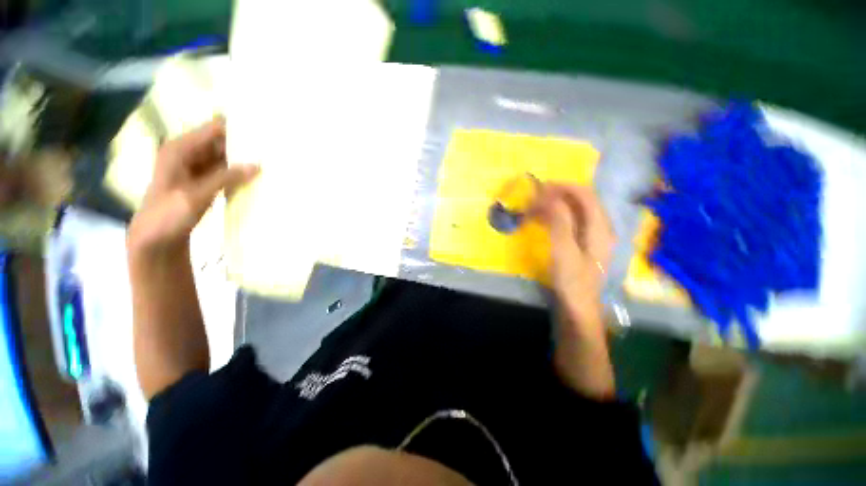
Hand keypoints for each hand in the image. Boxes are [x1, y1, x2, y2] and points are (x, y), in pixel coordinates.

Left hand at [128, 117, 258, 253]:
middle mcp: (187, 153)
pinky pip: (224, 172)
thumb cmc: (168, 214)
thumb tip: (257, 165)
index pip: (213, 130)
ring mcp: (195, 168)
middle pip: (220, 142)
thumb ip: (226, 178)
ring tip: (268, 160)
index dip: (236, 128)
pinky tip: (255, 176)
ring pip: (224, 157)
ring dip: (242, 160)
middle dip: (243, 144)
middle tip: (271, 148)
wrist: (155, 239)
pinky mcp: (203, 182)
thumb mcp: (197, 194)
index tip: (262, 131)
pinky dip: (238, 173)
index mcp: (180, 149)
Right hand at [535, 184, 616, 398]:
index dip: (563, 187)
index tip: (539, 188)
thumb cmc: (572, 283)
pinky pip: (568, 223)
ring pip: (573, 212)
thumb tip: (551, 196)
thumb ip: (560, 222)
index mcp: (600, 227)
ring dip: (553, 206)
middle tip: (532, 199)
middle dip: (556, 195)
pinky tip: (540, 221)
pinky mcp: (580, 245)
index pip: (585, 195)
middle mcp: (599, 228)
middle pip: (580, 201)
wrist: (578, 311)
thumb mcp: (564, 251)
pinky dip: (553, 218)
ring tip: (532, 208)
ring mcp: (590, 237)